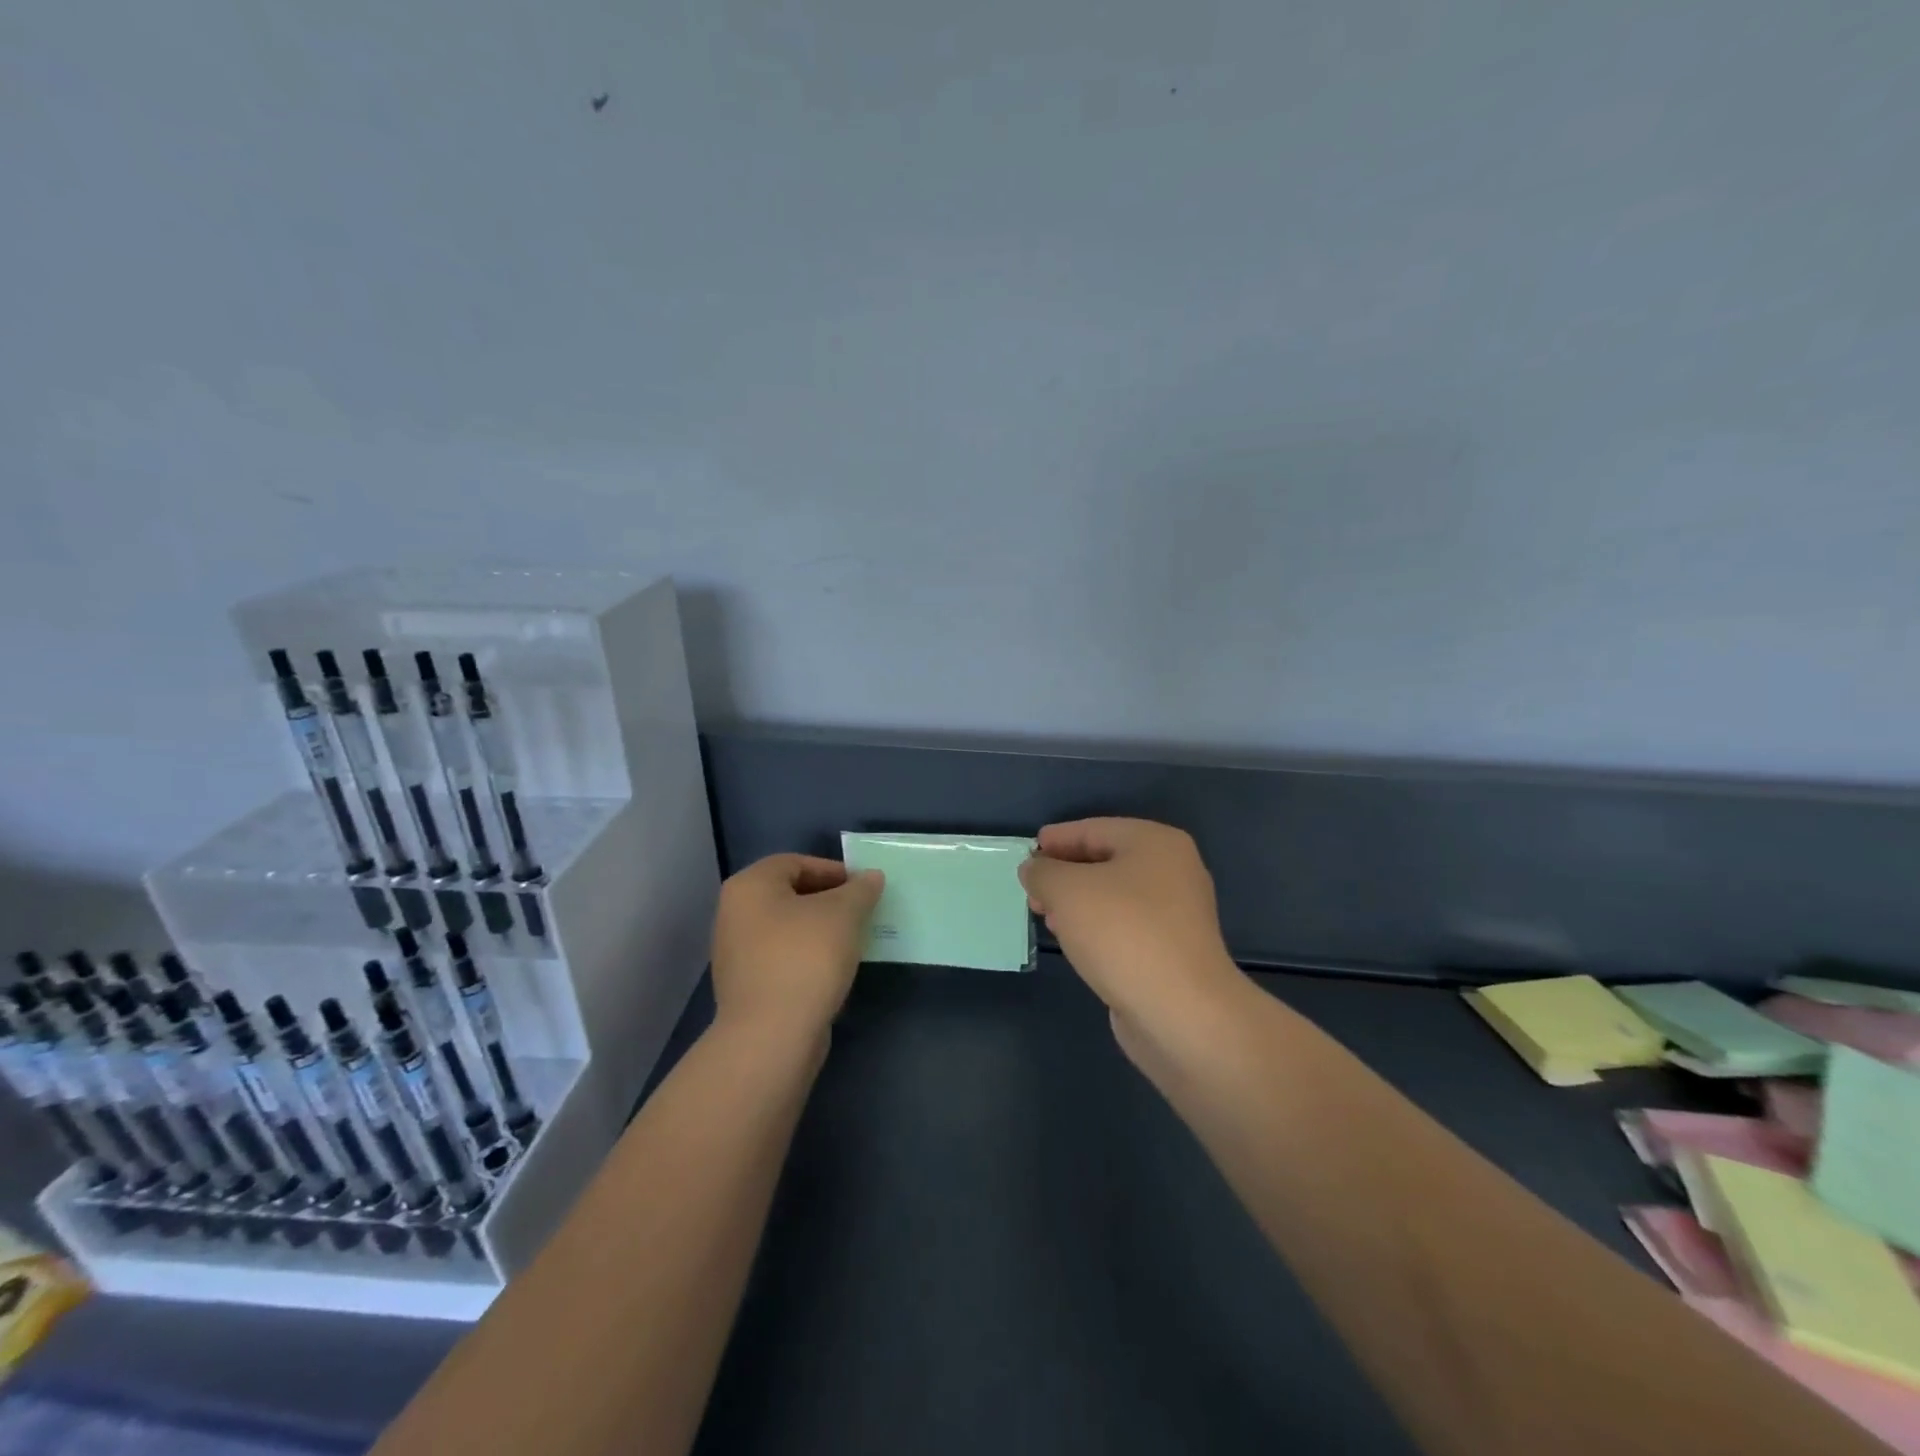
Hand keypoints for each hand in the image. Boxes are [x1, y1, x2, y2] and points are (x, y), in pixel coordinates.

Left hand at [710, 854, 883, 1041]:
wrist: (771, 1036)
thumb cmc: (806, 958)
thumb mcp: (844, 914)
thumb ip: (860, 890)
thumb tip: (871, 878)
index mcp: (749, 886)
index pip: (796, 862)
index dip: (834, 871)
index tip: (864, 888)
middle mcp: (733, 913)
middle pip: (789, 894)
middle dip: (829, 901)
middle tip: (862, 912)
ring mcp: (735, 953)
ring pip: (787, 928)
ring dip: (820, 930)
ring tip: (852, 941)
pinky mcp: (745, 986)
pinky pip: (782, 957)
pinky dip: (807, 957)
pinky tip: (832, 970)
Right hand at [1019, 819, 1246, 1059]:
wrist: (1181, 1012)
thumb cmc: (1122, 933)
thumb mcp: (1066, 890)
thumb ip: (1043, 872)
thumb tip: (1035, 870)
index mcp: (1155, 843)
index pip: (1095, 829)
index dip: (1057, 839)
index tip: (1028, 853)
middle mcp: (1173, 871)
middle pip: (1106, 861)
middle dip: (1065, 874)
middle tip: (1032, 890)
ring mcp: (1177, 914)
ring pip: (1115, 896)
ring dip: (1078, 903)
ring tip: (1046, 916)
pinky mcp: (1172, 951)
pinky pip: (1125, 927)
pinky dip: (1096, 928)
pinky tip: (1074, 942)